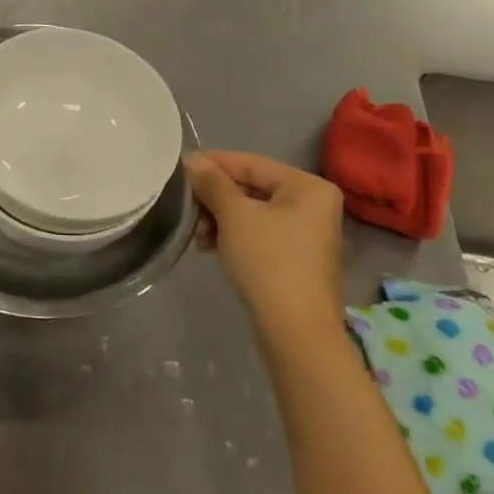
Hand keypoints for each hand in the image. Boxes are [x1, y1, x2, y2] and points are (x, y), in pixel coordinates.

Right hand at [185, 150, 344, 336]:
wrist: (296, 332)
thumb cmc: (268, 261)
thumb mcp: (234, 215)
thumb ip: (212, 183)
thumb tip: (192, 161)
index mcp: (308, 186)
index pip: (251, 164)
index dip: (213, 164)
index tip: (180, 167)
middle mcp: (313, 204)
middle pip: (252, 188)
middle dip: (215, 198)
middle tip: (186, 206)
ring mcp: (307, 233)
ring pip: (252, 212)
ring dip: (220, 218)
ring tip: (197, 235)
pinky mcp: (296, 258)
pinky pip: (258, 233)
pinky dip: (233, 235)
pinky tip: (210, 246)